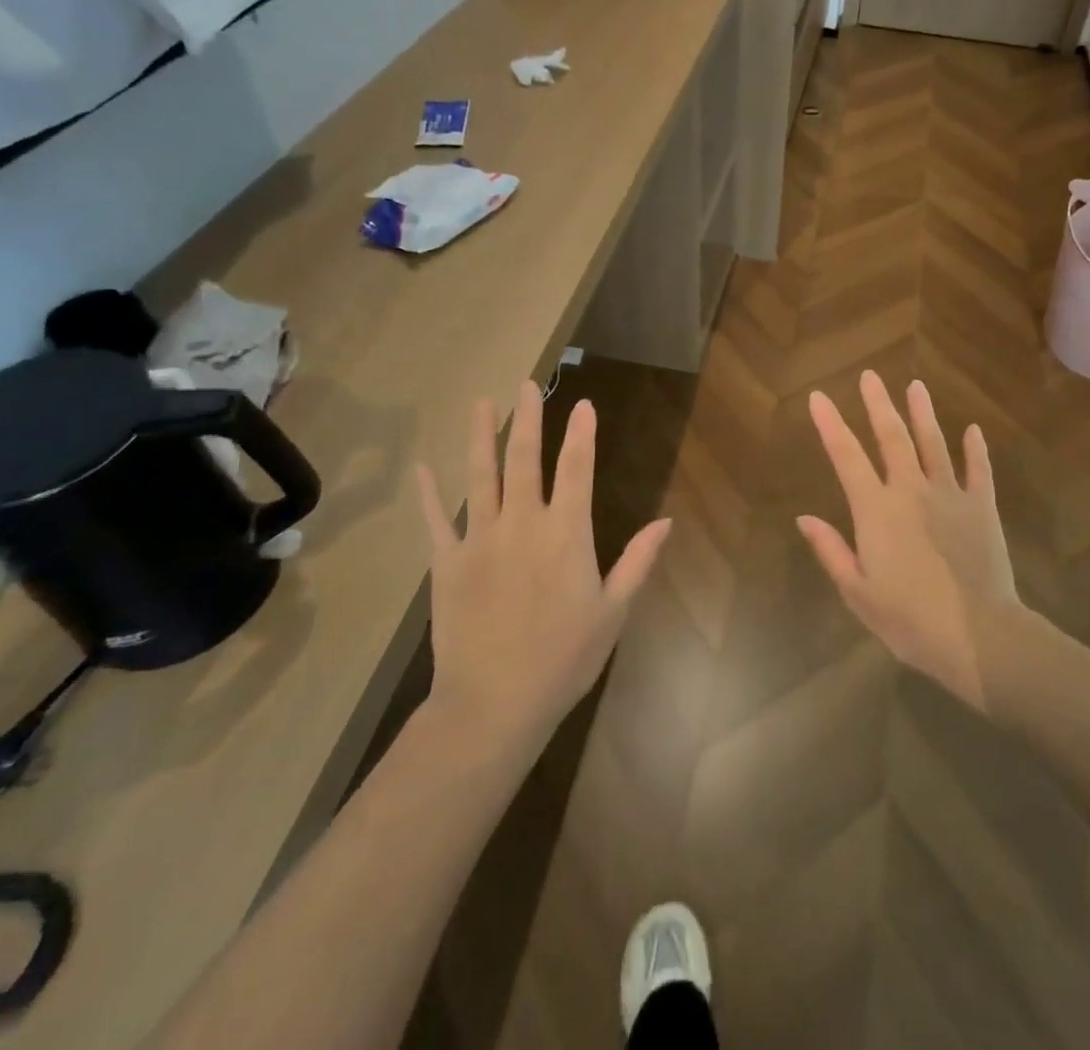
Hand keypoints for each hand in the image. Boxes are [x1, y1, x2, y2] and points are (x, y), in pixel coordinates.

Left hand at [416, 380, 670, 749]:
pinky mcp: (446, 563)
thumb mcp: (613, 612)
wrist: (493, 705)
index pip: (577, 469)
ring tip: (480, 403)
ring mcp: (479, 540)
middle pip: (524, 459)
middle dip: (528, 419)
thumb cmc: (563, 659)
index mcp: (566, 534)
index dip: (582, 433)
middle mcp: (522, 524)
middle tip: (527, 385)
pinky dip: (429, 493)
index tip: (583, 403)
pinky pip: (436, 520)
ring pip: (479, 476)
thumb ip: (638, 561)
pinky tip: (423, 468)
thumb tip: (667, 521)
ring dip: (481, 436)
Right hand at [798, 372, 1019, 712]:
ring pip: (934, 443)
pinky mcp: (982, 506)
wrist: (977, 635)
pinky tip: (973, 429)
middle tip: (870, 376)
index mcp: (876, 510)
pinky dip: (975, 448)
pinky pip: (978, 469)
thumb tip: (804, 518)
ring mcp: (950, 494)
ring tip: (916, 385)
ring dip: (923, 413)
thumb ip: (831, 550)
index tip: (818, 397)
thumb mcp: (858, 592)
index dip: (830, 425)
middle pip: (892, 437)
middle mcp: (910, 490)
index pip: (846, 456)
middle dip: (878, 404)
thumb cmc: (909, 619)